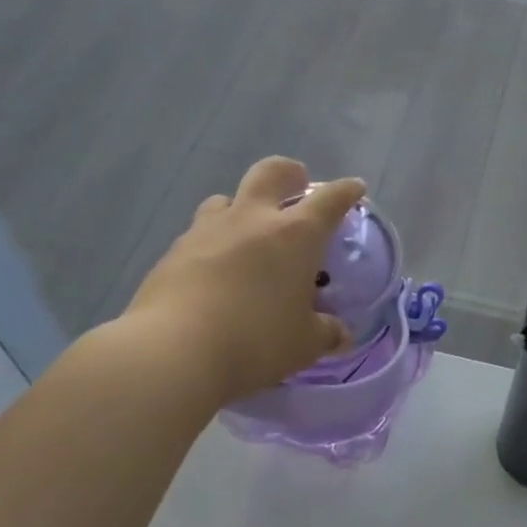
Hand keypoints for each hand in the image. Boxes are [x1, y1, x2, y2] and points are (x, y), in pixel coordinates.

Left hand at [116, 158, 365, 407]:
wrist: (172, 353)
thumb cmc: (255, 342)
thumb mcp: (304, 344)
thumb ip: (326, 333)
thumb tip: (341, 335)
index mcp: (295, 234)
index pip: (330, 200)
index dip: (346, 191)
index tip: (354, 189)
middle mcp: (252, 219)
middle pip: (271, 173)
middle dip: (289, 174)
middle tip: (297, 189)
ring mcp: (207, 231)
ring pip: (226, 199)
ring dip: (242, 207)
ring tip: (248, 235)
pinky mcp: (173, 252)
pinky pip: (199, 234)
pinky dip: (213, 243)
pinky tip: (214, 273)